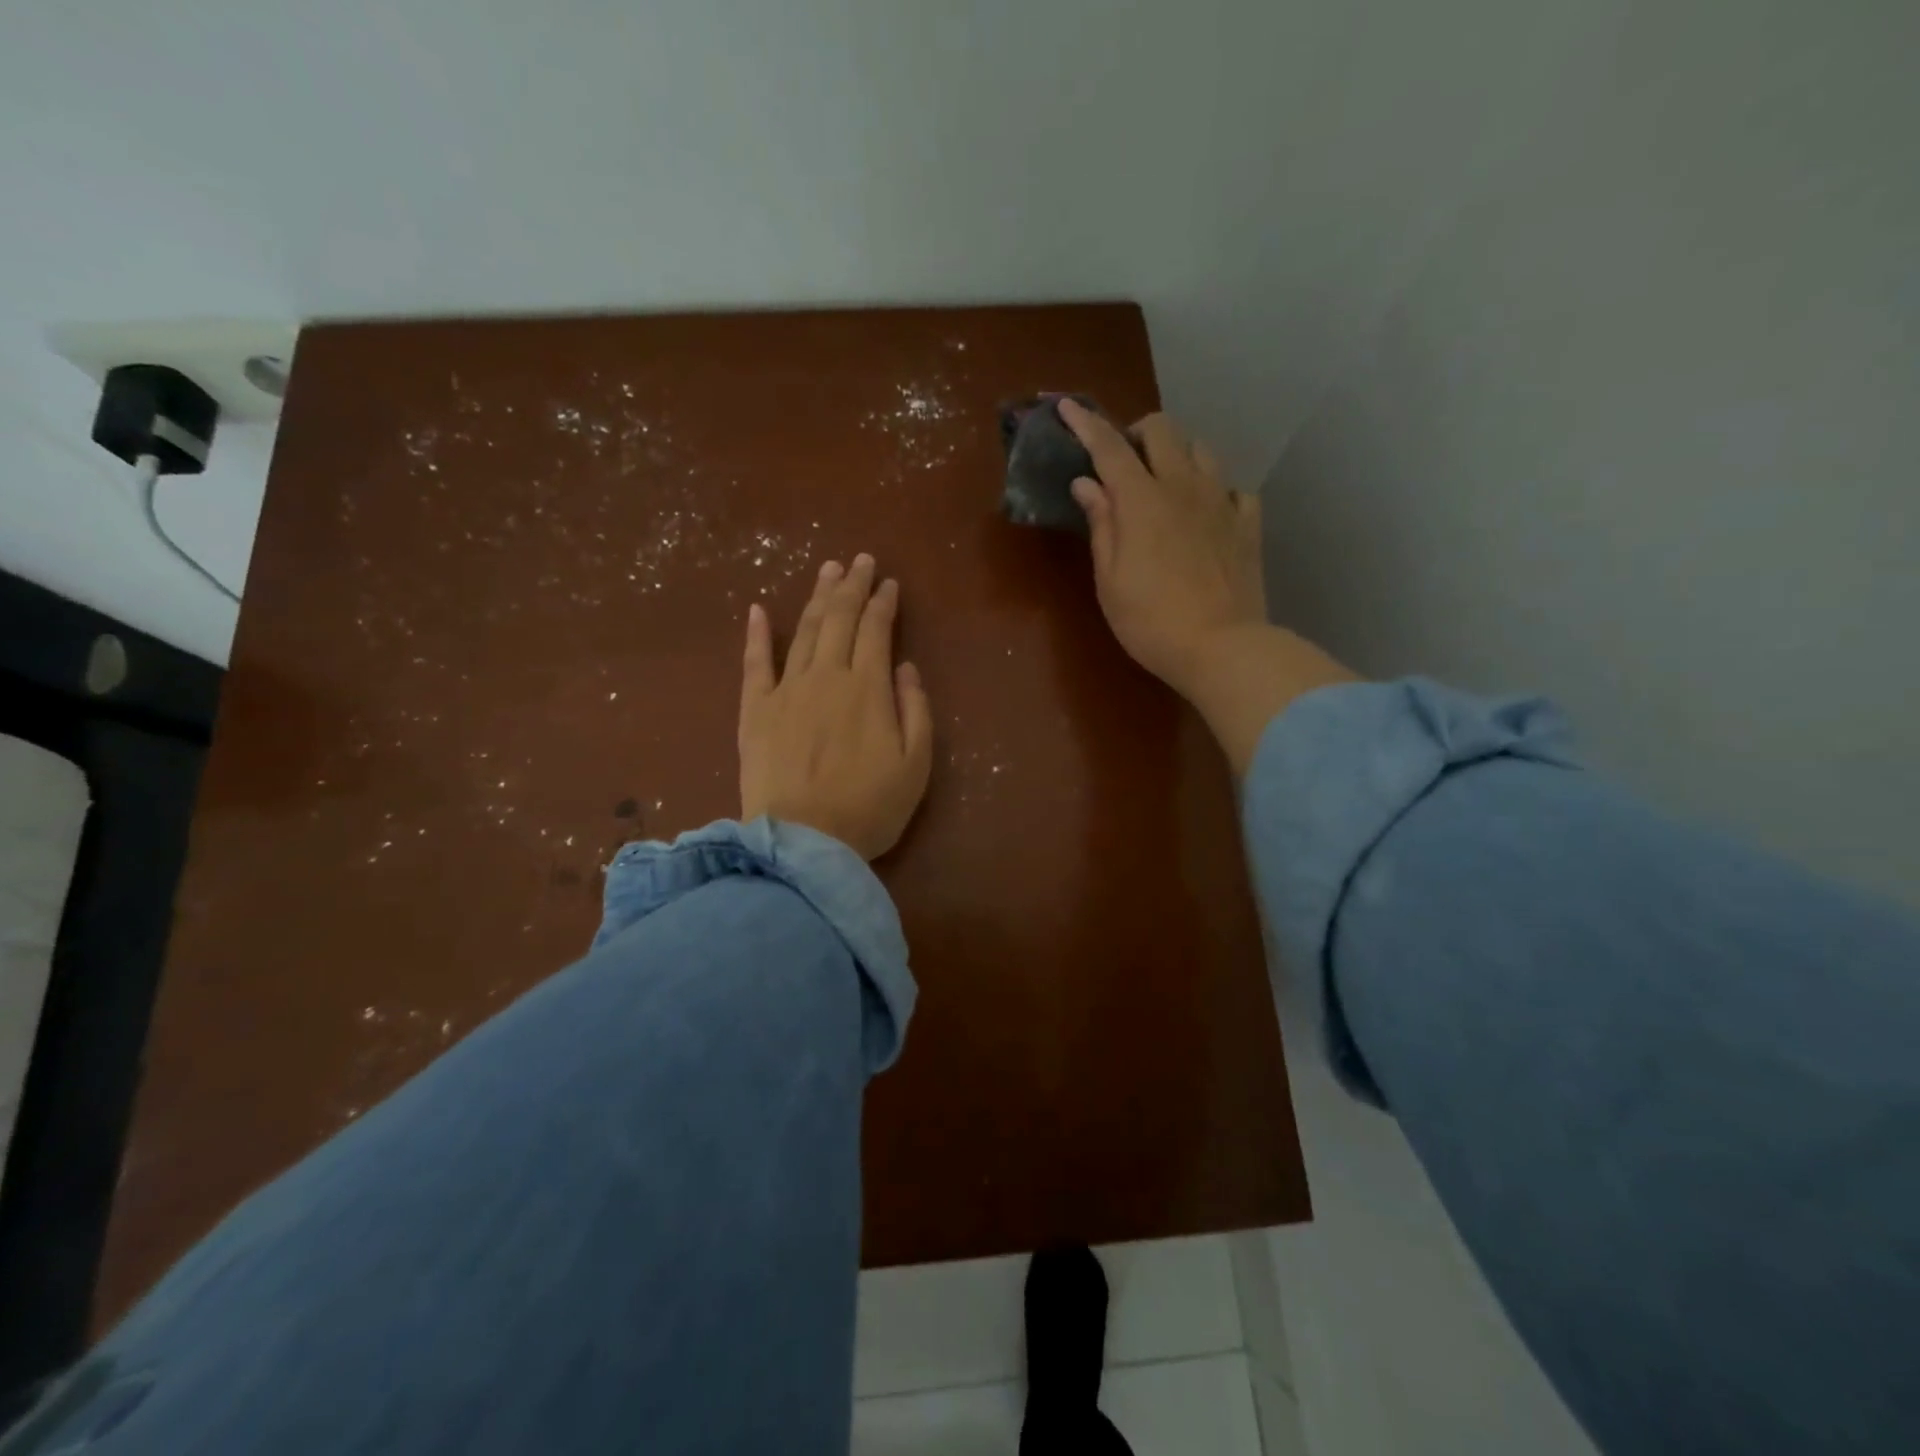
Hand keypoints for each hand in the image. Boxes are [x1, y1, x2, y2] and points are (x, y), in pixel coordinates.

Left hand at [739, 555, 933, 860]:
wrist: (803, 842)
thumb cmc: (869, 808)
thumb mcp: (915, 764)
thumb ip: (915, 709)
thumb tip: (904, 666)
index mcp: (868, 688)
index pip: (877, 630)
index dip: (884, 603)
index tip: (890, 583)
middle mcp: (827, 676)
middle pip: (840, 619)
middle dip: (852, 586)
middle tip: (860, 560)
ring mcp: (786, 690)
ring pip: (805, 631)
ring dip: (818, 597)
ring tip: (828, 570)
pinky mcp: (755, 711)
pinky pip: (754, 663)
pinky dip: (758, 634)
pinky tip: (760, 609)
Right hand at [1059, 399, 1266, 698]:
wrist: (1222, 647)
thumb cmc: (1151, 621)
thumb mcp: (1110, 580)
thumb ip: (1102, 525)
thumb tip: (1088, 484)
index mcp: (1142, 501)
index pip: (1109, 448)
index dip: (1086, 424)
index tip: (1067, 407)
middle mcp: (1184, 487)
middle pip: (1163, 430)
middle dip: (1137, 431)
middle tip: (1123, 460)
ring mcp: (1222, 502)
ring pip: (1202, 449)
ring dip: (1178, 453)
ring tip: (1165, 480)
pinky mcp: (1248, 524)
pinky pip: (1234, 488)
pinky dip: (1215, 489)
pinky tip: (1207, 509)